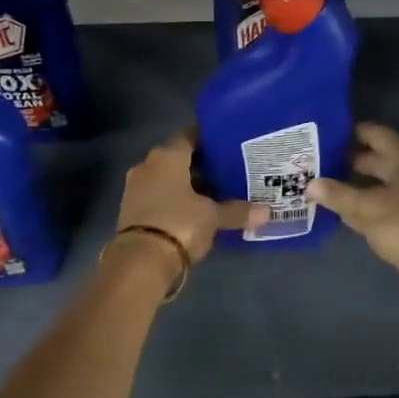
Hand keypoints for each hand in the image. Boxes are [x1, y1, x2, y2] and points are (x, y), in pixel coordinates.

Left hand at [116, 133, 263, 265]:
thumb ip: (237, 211)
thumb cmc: (180, 224)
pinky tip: (195, 212)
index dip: (209, 140)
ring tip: (216, 194)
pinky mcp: (131, 212)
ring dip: (188, 186)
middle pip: (178, 159)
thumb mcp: (213, 217)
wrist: (140, 261)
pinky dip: (175, 202)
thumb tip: (267, 212)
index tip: (228, 146)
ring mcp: (136, 189)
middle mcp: (147, 166)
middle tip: (228, 172)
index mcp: (167, 156)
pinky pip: (159, 198)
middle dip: (201, 166)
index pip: (189, 136)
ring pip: (168, 180)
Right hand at [306, 123, 398, 302]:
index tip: (321, 134)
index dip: (348, 132)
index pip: (374, 134)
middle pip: (375, 159)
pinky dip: (363, 206)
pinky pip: (381, 206)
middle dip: (346, 160)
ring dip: (353, 185)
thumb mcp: (367, 208)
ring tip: (320, 184)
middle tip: (314, 161)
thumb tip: (309, 184)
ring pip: (377, 185)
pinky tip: (341, 211)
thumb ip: (337, 194)